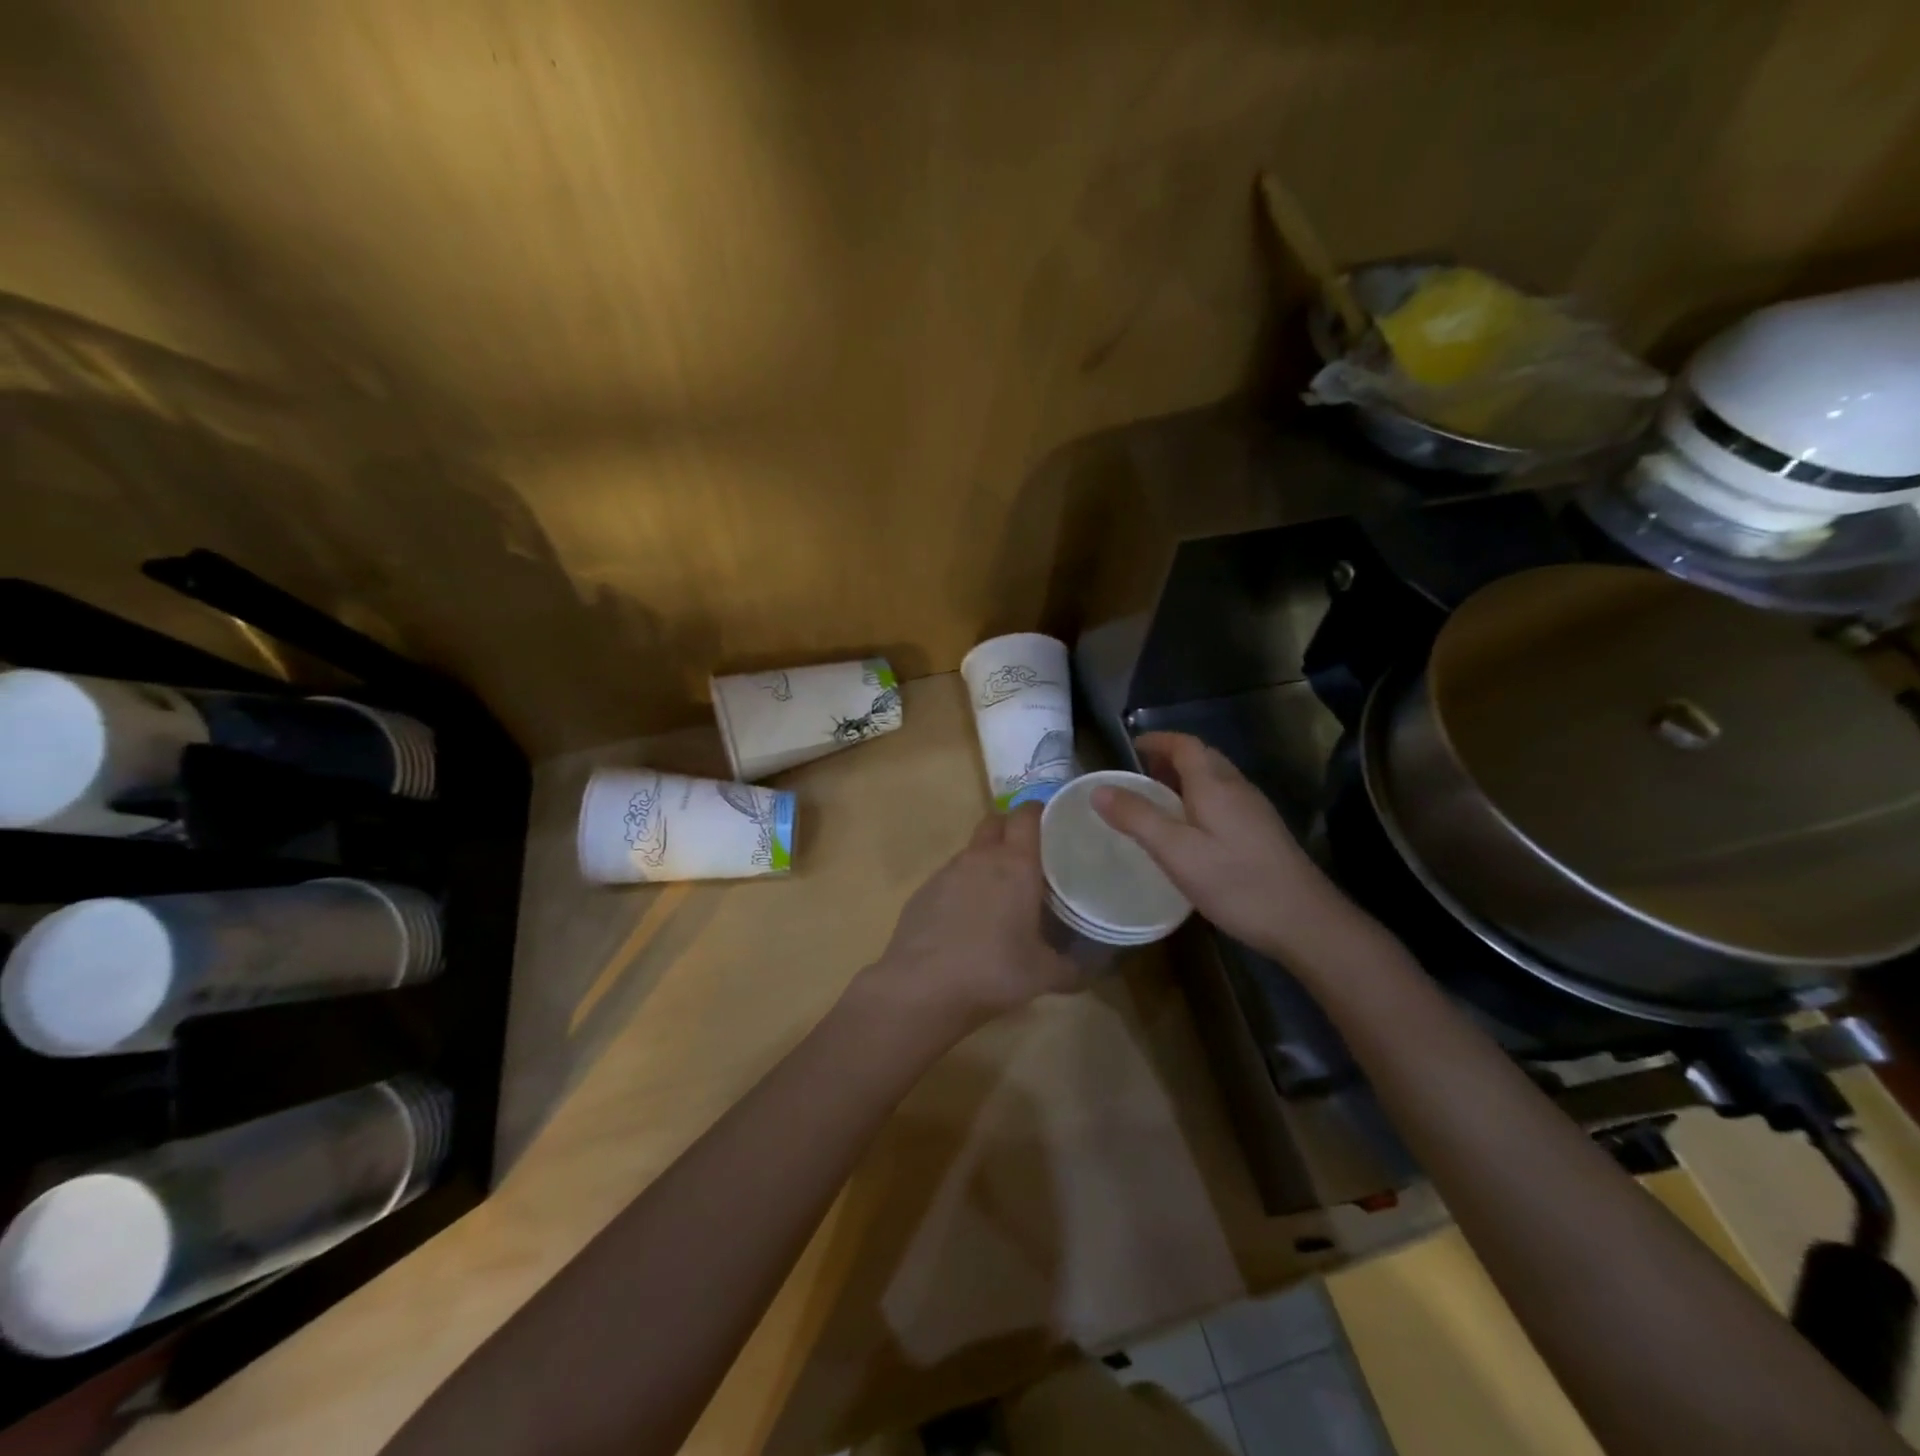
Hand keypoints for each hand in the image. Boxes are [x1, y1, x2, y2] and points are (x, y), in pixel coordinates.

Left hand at [862, 804, 1081, 1035]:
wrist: (923, 987)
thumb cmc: (994, 971)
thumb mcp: (1046, 974)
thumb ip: (1075, 966)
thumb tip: (1095, 966)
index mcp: (1015, 864)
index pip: (1027, 814)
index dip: (1040, 813)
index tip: (1055, 825)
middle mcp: (980, 857)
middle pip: (996, 822)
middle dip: (1011, 830)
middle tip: (1030, 857)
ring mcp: (946, 872)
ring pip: (972, 851)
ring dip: (987, 861)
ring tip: (1001, 894)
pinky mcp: (922, 892)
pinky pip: (950, 877)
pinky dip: (963, 887)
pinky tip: (968, 920)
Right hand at [1092, 732, 1356, 961]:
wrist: (1305, 922)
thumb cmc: (1236, 882)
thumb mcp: (1176, 852)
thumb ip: (1137, 818)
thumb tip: (1098, 788)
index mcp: (1215, 785)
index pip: (1185, 745)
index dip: (1158, 740)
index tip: (1131, 747)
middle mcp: (1237, 788)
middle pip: (1202, 758)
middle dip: (1169, 758)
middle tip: (1139, 775)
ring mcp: (1255, 811)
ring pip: (1215, 780)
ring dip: (1185, 780)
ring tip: (1157, 801)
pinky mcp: (1263, 833)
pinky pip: (1224, 801)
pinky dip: (1199, 800)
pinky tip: (1190, 831)